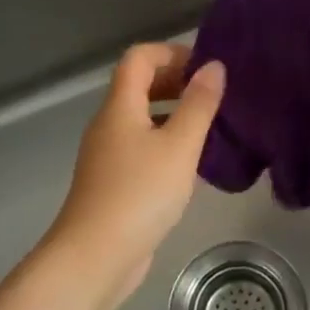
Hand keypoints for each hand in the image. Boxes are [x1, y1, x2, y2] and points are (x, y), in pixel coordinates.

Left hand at [48, 44, 225, 309]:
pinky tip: (191, 165)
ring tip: (210, 128)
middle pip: (139, 85)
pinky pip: (142, 147)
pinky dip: (166, 142)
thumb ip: (199, 104)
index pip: (140, 57)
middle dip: (177, 82)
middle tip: (214, 96)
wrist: (95, 256)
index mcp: (120, 107)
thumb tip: (213, 66)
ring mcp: (108, 155)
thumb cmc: (140, 194)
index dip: (172, 52)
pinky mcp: (114, 182)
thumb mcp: (180, 146)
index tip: (206, 68)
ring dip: (174, 114)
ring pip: (142, 118)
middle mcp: (109, 124)